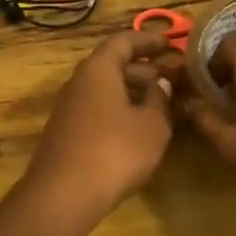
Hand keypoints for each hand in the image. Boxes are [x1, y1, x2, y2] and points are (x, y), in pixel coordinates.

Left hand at [23, 29, 173, 228]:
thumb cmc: (114, 151)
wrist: (63, 196)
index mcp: (98, 70)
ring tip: (161, 103)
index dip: (148, 40)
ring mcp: (68, 109)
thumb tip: (161, 84)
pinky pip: (97, 109)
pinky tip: (138, 128)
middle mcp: (79, 83)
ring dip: (132, 91)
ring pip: (105, 89)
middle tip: (172, 77)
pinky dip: (119, 110)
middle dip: (144, 68)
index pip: (123, 41)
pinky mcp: (66, 133)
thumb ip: (160, 100)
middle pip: (112, 65)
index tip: (171, 43)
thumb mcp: (152, 126)